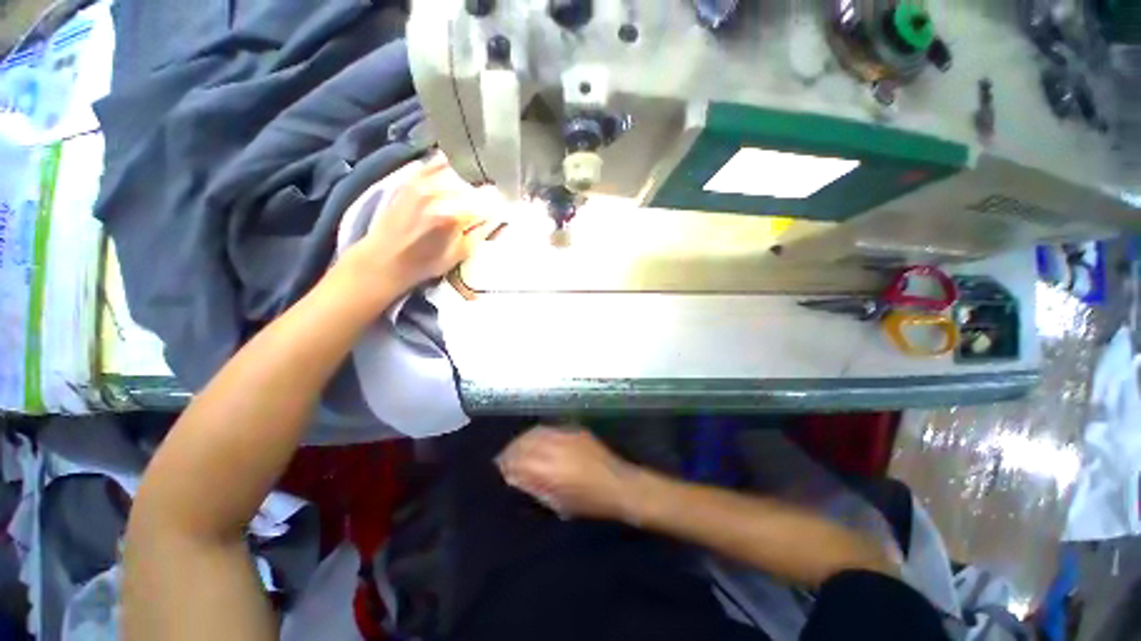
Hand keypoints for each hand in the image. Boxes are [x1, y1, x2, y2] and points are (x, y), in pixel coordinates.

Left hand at [343, 155, 498, 294]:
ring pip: (458, 169)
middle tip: (490, 199)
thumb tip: (500, 215)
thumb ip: (483, 231)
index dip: (500, 203)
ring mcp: (422, 181)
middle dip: (486, 191)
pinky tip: (455, 174)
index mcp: (454, 215)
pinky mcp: (411, 178)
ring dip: (470, 178)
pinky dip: (450, 166)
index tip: (504, 206)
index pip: (489, 199)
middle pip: (475, 181)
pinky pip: (436, 161)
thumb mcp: (462, 253)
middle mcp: (439, 192)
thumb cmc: (426, 263)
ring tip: (474, 187)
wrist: (384, 259)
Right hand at [496, 427, 638, 520]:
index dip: (505, 464)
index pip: (518, 460)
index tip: (498, 469)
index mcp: (549, 469)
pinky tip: (536, 440)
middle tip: (504, 459)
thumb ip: (534, 487)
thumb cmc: (589, 502)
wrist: (619, 484)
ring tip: (517, 448)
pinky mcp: (575, 430)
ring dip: (522, 440)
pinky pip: (549, 428)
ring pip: (535, 432)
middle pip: (524, 442)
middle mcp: (555, 447)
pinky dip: (538, 434)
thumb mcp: (558, 502)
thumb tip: (515, 477)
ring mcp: (566, 435)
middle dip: (511, 450)